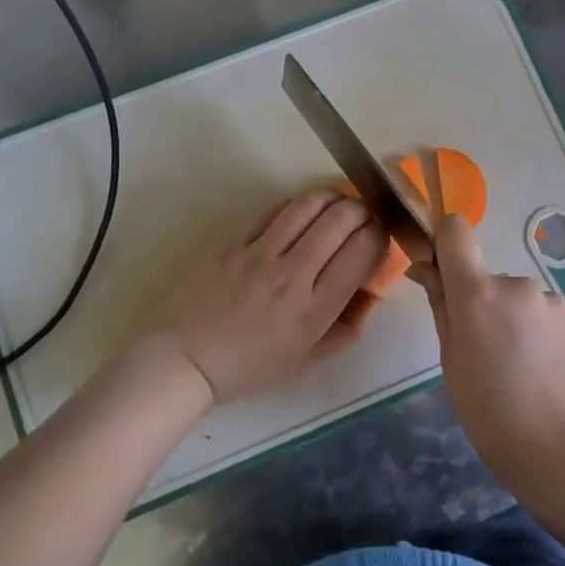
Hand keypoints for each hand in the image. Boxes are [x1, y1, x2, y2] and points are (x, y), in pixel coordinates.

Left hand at [142, 192, 386, 403]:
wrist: (184, 359)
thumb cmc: (249, 367)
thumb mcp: (306, 360)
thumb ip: (345, 329)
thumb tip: (370, 296)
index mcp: (314, 309)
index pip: (361, 253)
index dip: (379, 236)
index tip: (380, 237)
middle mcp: (292, 274)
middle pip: (341, 220)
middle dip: (362, 210)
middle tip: (363, 216)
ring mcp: (260, 254)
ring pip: (308, 205)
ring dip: (331, 198)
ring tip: (336, 204)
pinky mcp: (234, 242)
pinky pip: (273, 211)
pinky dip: (296, 206)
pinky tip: (301, 213)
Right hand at [423, 215, 564, 497]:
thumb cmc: (492, 415)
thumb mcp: (452, 364)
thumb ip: (441, 308)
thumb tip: (425, 269)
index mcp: (477, 294)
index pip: (456, 232)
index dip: (447, 243)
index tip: (444, 274)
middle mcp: (518, 285)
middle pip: (490, 279)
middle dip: (486, 306)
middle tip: (489, 356)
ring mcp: (555, 302)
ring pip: (523, 302)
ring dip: (518, 323)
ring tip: (525, 373)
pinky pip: (551, 319)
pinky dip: (545, 338)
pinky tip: (550, 376)